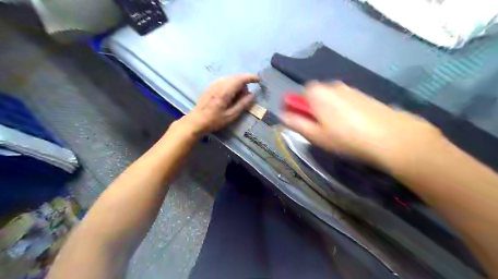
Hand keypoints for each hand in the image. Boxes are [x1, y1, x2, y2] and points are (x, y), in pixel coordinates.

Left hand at [182, 74, 260, 134]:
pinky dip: (230, 85)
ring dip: (237, 85)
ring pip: (230, 79)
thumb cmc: (214, 120)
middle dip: (244, 84)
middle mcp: (219, 85)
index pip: (240, 79)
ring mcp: (213, 85)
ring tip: (238, 97)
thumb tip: (252, 95)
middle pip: (235, 78)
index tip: (258, 80)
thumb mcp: (231, 116)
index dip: (250, 78)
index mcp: (225, 92)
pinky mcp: (210, 87)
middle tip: (246, 97)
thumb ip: (242, 104)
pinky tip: (230, 95)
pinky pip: (224, 81)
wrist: (196, 121)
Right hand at [282, 82, 444, 169]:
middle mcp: (332, 86)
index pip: (298, 95)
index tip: (301, 124)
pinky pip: (345, 102)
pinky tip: (352, 126)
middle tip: (318, 130)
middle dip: (312, 110)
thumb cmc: (346, 138)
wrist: (391, 137)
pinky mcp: (364, 96)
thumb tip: (283, 116)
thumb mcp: (315, 135)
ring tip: (337, 130)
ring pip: (330, 99)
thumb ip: (296, 123)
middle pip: (314, 96)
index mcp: (317, 92)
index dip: (296, 109)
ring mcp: (350, 89)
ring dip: (327, 111)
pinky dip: (342, 111)